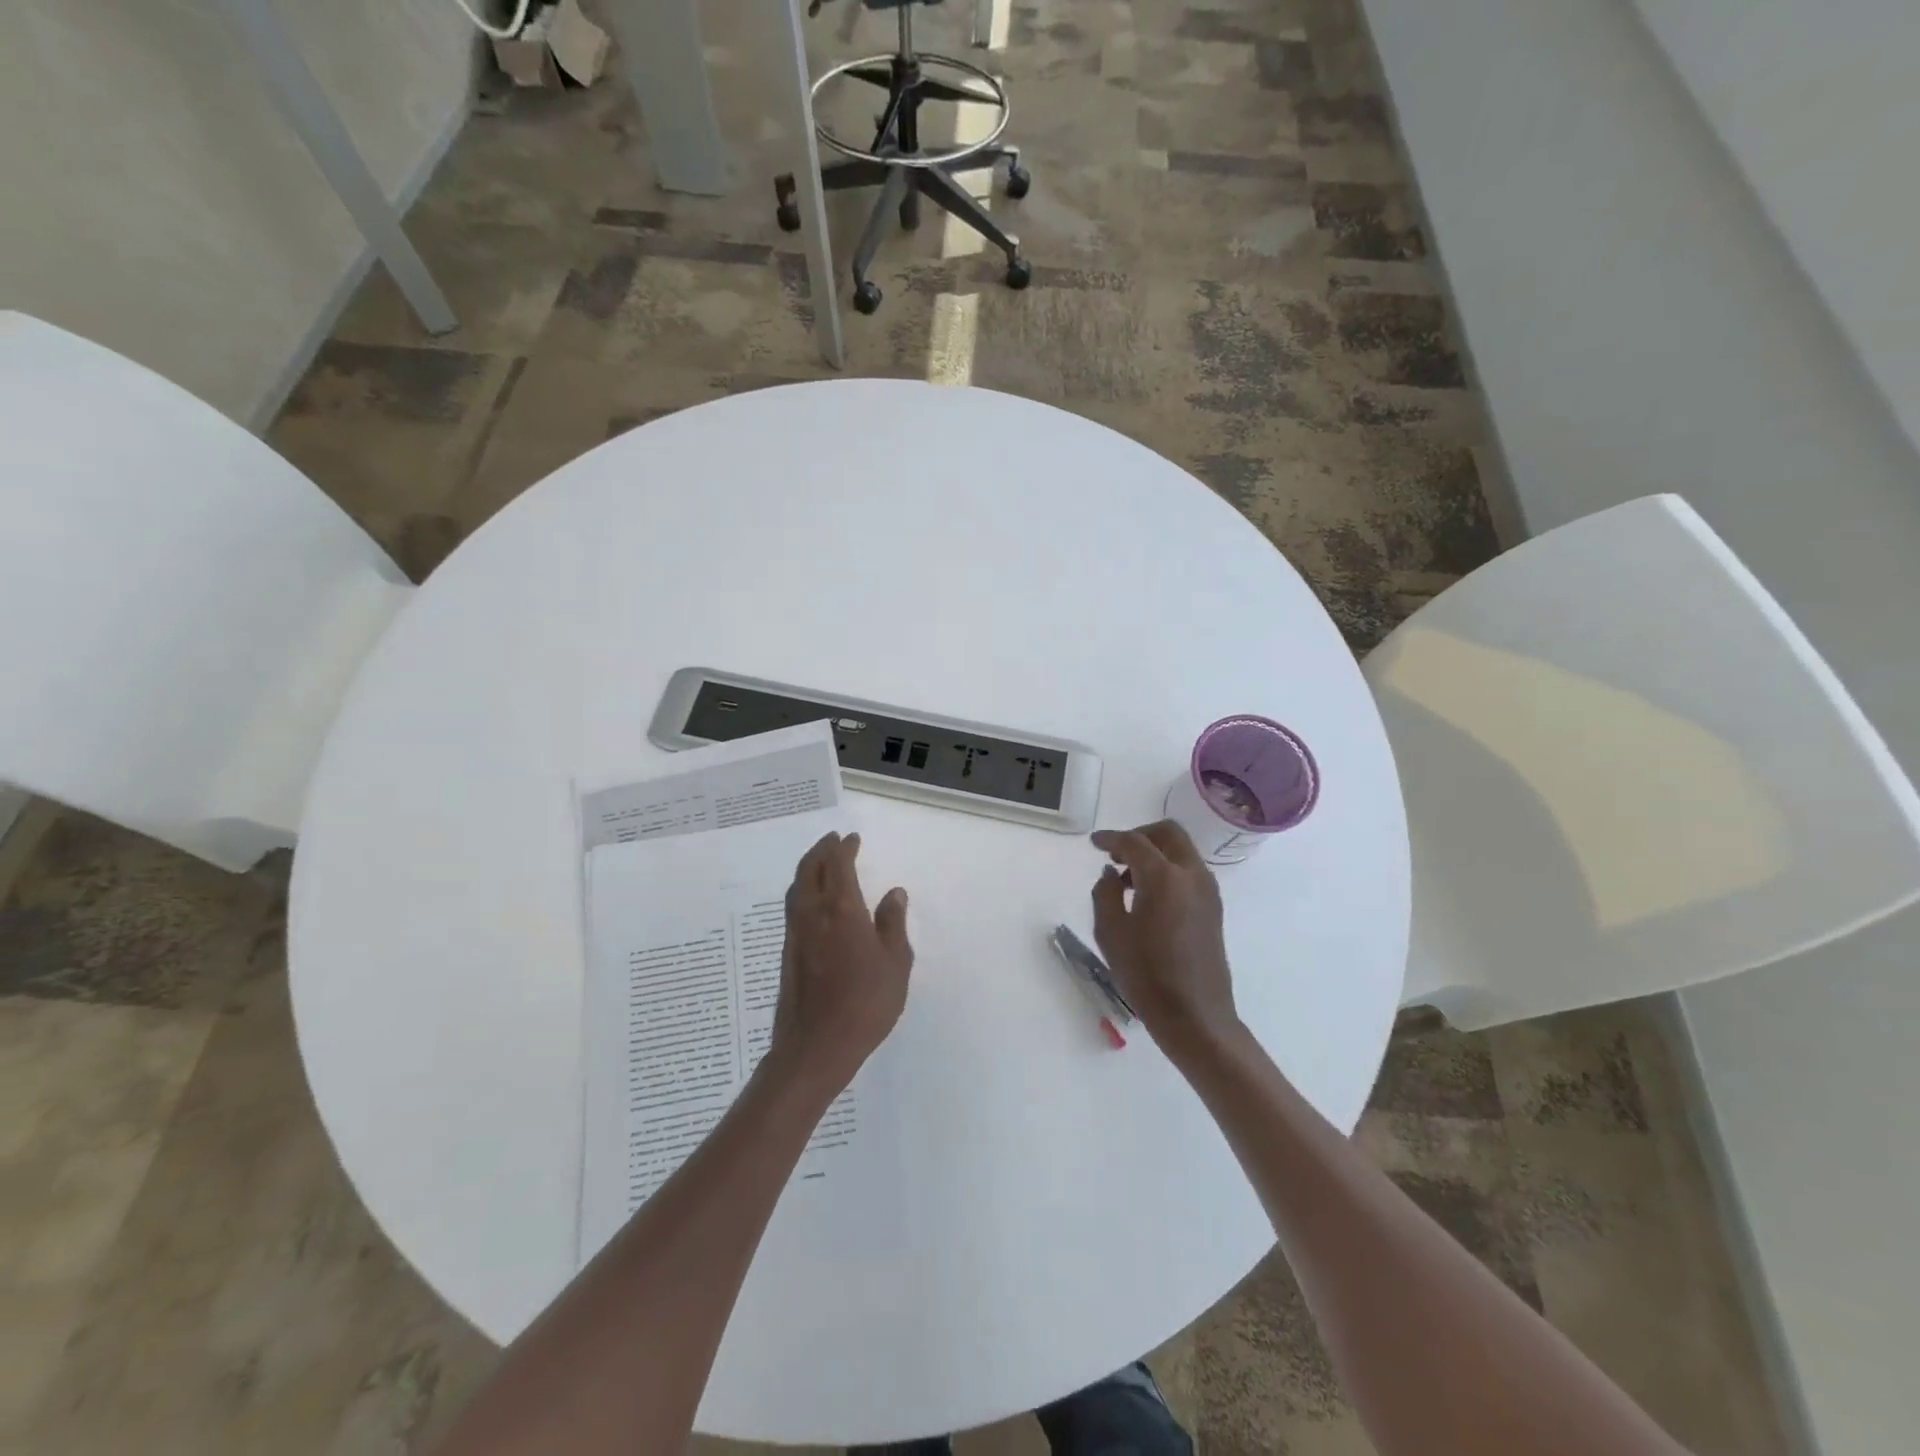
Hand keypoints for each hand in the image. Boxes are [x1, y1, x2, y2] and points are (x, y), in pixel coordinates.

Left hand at [768, 831, 912, 1095]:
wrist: (816, 1046)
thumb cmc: (866, 1003)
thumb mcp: (895, 964)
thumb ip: (893, 924)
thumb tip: (893, 892)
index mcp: (841, 910)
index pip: (838, 865)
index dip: (845, 848)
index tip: (852, 839)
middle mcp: (813, 914)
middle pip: (809, 869)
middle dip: (820, 850)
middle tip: (832, 840)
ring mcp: (795, 933)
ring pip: (797, 887)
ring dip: (808, 867)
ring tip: (821, 862)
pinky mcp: (787, 952)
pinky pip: (793, 906)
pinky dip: (803, 889)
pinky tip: (813, 900)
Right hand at [1090, 820, 1238, 1058]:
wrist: (1195, 1015)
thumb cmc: (1146, 975)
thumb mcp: (1111, 933)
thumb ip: (1105, 893)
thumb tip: (1112, 874)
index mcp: (1164, 877)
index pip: (1134, 842)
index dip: (1111, 838)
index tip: (1094, 843)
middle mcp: (1191, 874)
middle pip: (1167, 833)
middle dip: (1140, 835)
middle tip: (1115, 853)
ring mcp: (1207, 890)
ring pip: (1181, 850)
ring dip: (1155, 852)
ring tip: (1128, 879)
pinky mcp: (1213, 907)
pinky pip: (1189, 870)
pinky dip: (1168, 868)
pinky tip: (1148, 896)